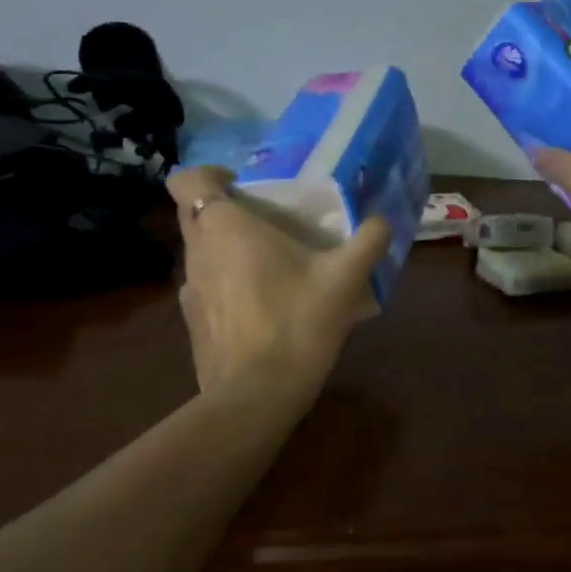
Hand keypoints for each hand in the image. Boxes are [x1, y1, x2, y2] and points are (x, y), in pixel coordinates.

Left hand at [167, 166, 390, 395]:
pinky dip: (225, 285)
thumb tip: (382, 220)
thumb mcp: (347, 279)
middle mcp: (196, 252)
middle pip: (194, 214)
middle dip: (224, 210)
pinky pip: (205, 287)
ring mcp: (188, 290)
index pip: (188, 180)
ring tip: (270, 266)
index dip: (210, 175)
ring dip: (226, 249)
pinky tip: (260, 306)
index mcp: (224, 227)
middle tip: (268, 222)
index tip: (244, 187)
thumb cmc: (298, 323)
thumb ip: (368, 240)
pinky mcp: (191, 323)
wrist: (257, 396)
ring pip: (200, 252)